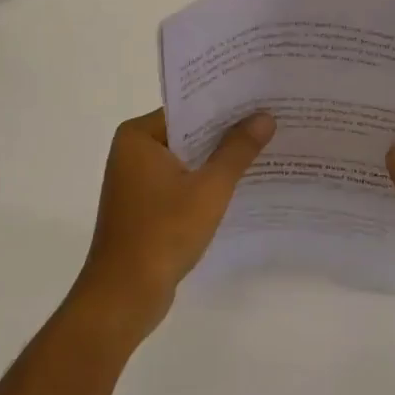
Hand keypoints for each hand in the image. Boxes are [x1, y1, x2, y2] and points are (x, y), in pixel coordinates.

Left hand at [71, 108, 275, 344]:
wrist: (124, 296)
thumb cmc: (163, 233)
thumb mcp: (209, 188)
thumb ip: (237, 150)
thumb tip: (265, 117)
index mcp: (138, 136)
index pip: (188, 108)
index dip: (225, 104)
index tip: (259, 99)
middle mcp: (132, 151)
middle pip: (188, 132)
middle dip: (225, 132)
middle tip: (270, 120)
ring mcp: (136, 180)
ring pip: (186, 158)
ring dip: (217, 159)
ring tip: (263, 148)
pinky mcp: (143, 206)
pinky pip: (180, 181)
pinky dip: (204, 182)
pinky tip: (239, 184)